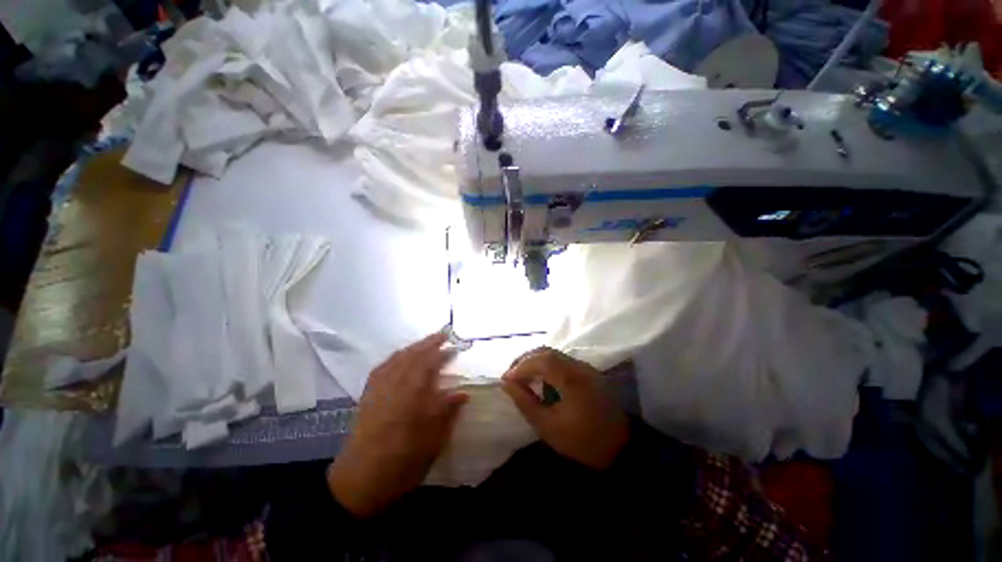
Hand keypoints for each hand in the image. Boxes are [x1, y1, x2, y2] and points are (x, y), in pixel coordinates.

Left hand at [327, 333, 467, 516]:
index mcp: (412, 395)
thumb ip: (446, 412)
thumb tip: (463, 393)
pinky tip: (400, 358)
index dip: (443, 353)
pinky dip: (395, 357)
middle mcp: (394, 386)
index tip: (456, 346)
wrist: (358, 482)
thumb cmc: (401, 464)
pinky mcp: (368, 395)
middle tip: (444, 334)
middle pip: (413, 356)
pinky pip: (382, 367)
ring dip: (413, 347)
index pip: (429, 364)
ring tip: (426, 342)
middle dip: (429, 343)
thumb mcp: (432, 442)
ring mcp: (378, 389)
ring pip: (397, 358)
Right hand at [501, 348, 628, 469]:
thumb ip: (525, 402)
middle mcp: (578, 366)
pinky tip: (539, 377)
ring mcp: (584, 367)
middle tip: (510, 374)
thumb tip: (507, 383)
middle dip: (524, 360)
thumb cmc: (583, 441)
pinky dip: (545, 364)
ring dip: (534, 360)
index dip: (520, 367)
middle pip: (546, 352)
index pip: (541, 361)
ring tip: (521, 375)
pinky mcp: (587, 371)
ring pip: (553, 354)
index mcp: (571, 379)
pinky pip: (561, 360)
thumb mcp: (548, 427)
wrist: (620, 447)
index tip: (505, 380)